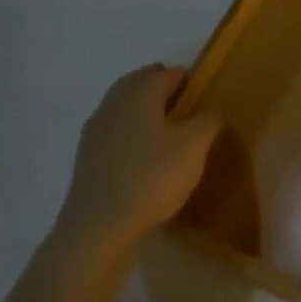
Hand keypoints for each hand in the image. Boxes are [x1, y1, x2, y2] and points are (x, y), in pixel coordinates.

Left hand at [56, 65, 220, 259]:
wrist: (99, 227)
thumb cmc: (152, 178)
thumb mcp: (194, 146)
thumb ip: (208, 120)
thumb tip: (212, 108)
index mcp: (138, 95)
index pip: (165, 74)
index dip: (187, 78)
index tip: (205, 92)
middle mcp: (112, 106)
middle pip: (138, 85)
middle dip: (161, 89)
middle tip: (187, 105)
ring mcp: (95, 133)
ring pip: (124, 109)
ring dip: (145, 111)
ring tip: (170, 130)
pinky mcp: (89, 160)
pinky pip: (115, 133)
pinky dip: (132, 133)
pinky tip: (146, 154)